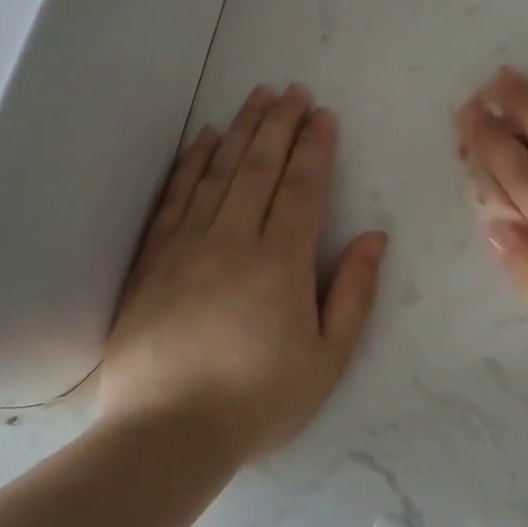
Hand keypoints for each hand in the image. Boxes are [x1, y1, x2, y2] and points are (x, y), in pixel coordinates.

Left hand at [98, 85, 385, 461]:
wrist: (164, 436)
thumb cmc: (259, 400)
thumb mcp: (328, 358)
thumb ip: (354, 292)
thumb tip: (376, 237)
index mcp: (281, 262)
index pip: (302, 188)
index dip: (315, 147)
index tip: (323, 115)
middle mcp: (233, 240)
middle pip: (260, 167)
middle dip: (280, 124)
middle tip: (293, 90)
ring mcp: (186, 247)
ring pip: (218, 172)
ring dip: (241, 130)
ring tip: (256, 96)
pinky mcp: (152, 261)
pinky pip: (175, 198)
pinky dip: (192, 163)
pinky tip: (204, 140)